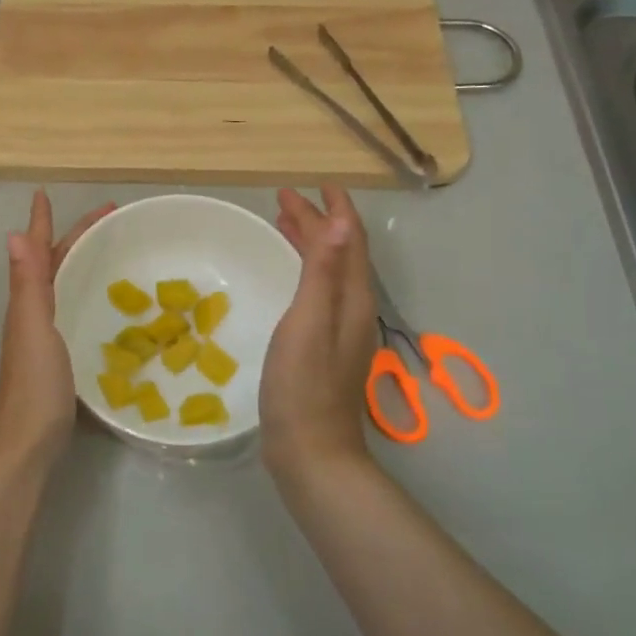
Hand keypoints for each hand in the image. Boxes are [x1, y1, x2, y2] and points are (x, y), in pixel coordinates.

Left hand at [0, 189, 112, 470]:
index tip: (47, 193)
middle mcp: (33, 311)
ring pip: (63, 284)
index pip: (39, 251)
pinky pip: (74, 308)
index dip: (42, 222)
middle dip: (76, 236)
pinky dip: (86, 292)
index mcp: (28, 301)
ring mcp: (45, 334)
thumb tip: (15, 234)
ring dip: (80, 260)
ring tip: (108, 248)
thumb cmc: (34, 384)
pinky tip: (104, 300)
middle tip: (110, 218)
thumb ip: (27, 285)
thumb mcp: (33, 328)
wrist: (29, 442)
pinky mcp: (60, 355)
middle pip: (55, 263)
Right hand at [260, 185, 379, 484]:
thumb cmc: (303, 385)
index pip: (349, 241)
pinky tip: (287, 276)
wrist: (310, 451)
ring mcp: (339, 330)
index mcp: (353, 299)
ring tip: (283, 225)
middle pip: (339, 253)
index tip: (316, 184)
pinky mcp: (323, 347)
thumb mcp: (309, 322)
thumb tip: (341, 222)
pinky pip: (318, 291)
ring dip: (310, 244)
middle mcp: (352, 309)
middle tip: (286, 199)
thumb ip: (324, 272)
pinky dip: (303, 270)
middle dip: (317, 222)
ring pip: (328, 273)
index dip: (335, 210)